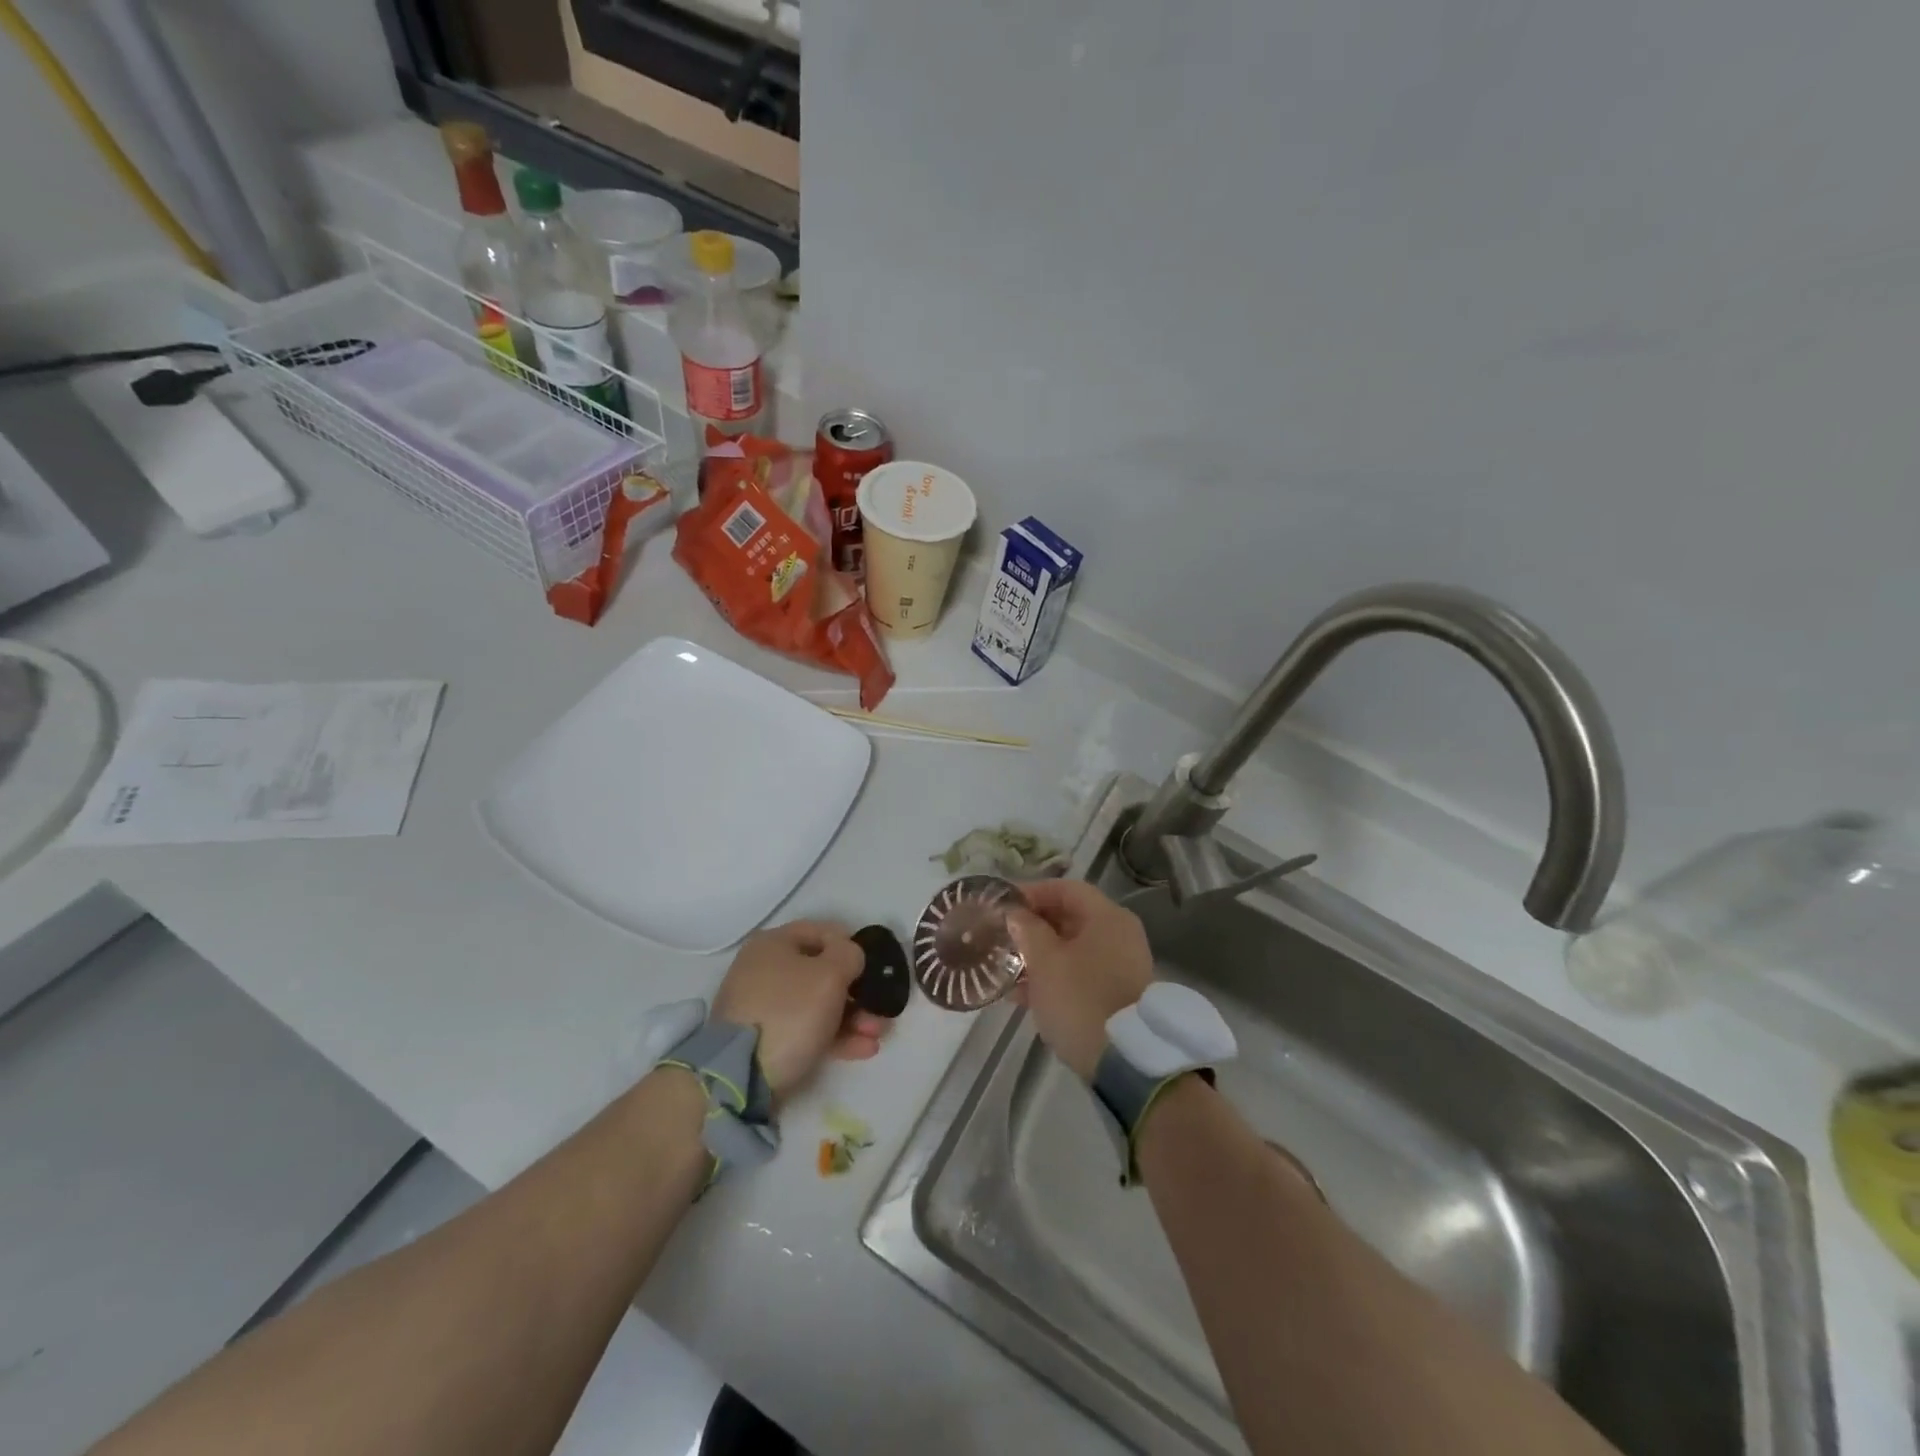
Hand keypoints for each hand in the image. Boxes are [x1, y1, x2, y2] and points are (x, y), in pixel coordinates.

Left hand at [712, 921, 887, 1096]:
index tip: (874, 964)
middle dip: (858, 991)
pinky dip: (836, 1037)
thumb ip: (849, 955)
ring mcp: (763, 1007)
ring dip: (853, 1017)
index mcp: (774, 944)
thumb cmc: (790, 1011)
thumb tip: (850, 956)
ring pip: (818, 1005)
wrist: (740, 1076)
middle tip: (880, 1008)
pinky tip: (864, 1049)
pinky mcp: (766, 1041)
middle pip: (822, 972)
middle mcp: (765, 970)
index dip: (851, 944)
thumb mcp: (830, 974)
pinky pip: (807, 1030)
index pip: (821, 931)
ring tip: (877, 1034)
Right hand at [1006, 880, 1153, 1080]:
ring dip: (1039, 956)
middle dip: (1032, 927)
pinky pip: (1080, 974)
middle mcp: (1119, 935)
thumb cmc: (1081, 1000)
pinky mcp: (1116, 994)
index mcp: (1107, 917)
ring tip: (1005, 969)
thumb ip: (1027, 930)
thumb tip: (1016, 913)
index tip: (1002, 907)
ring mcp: (1121, 966)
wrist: (1126, 1062)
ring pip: (1072, 949)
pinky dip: (1054, 978)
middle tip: (1000, 937)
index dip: (1031, 893)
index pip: (1065, 889)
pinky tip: (1022, 996)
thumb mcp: (1045, 962)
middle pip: (1070, 917)